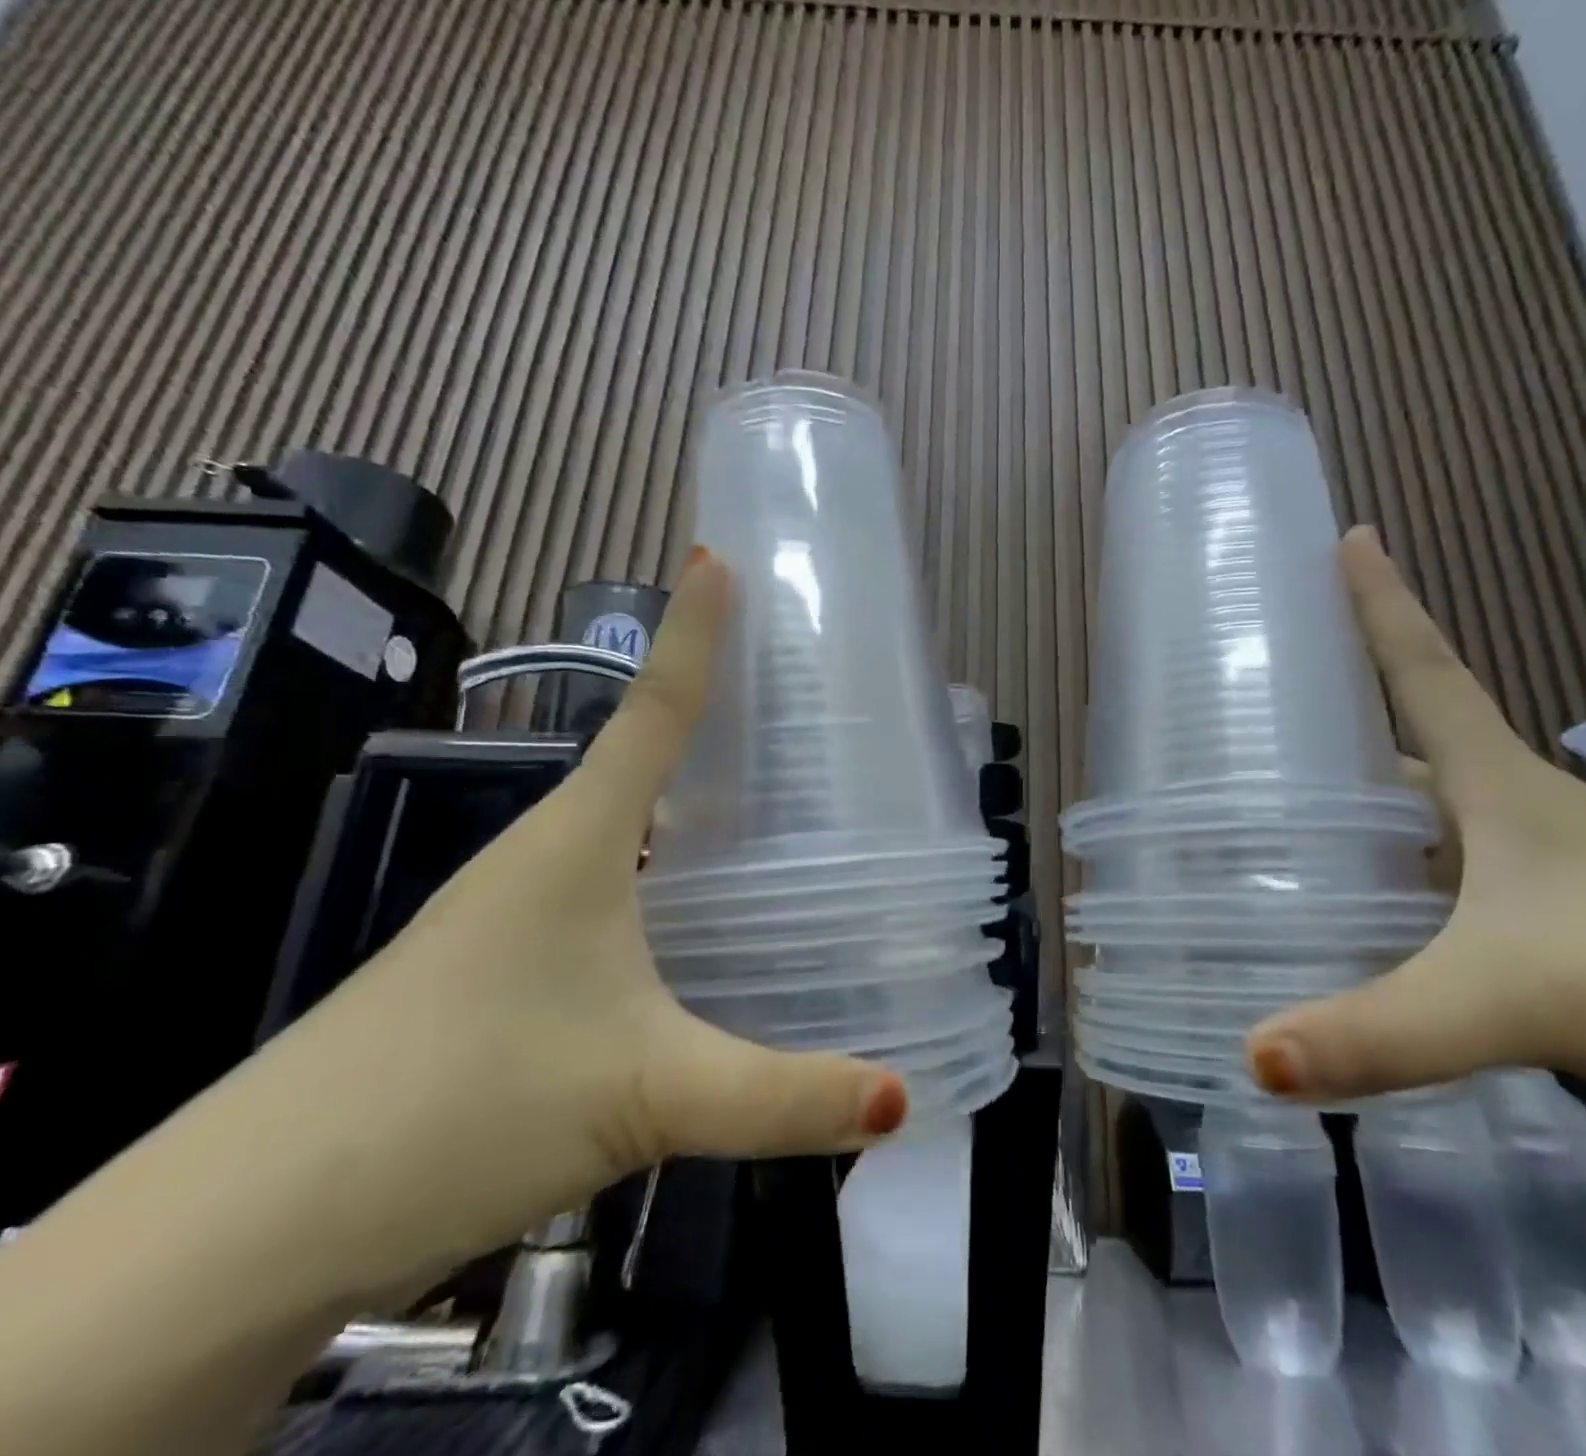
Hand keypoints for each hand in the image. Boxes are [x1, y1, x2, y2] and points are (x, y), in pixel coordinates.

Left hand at [250, 548, 906, 1295]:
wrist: (258, 1222)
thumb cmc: (458, 1107)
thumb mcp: (647, 1094)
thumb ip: (782, 1097)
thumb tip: (898, 1100)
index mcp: (575, 841)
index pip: (651, 712)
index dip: (692, 634)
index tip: (719, 559)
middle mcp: (544, 857)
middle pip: (642, 759)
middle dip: (712, 716)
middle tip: (797, 698)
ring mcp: (517, 914)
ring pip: (626, 830)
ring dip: (690, 802)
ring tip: (775, 800)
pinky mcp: (508, 969)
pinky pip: (611, 892)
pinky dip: (667, 877)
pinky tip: (706, 917)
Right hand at [1246, 528, 1585, 1210]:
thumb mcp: (1523, 991)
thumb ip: (1385, 1028)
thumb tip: (1251, 1055)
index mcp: (1493, 787)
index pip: (1422, 672)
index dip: (1381, 604)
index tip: (1345, 538)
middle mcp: (1492, 825)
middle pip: (1385, 766)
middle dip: (1311, 748)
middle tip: (1218, 747)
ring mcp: (1506, 894)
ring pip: (1392, 853)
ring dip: (1328, 848)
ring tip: (1236, 851)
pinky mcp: (1518, 959)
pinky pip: (1412, 926)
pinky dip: (1360, 928)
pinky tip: (1308, 948)